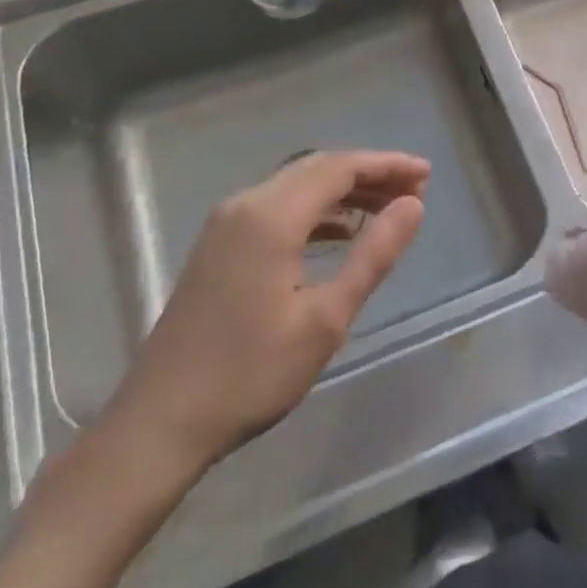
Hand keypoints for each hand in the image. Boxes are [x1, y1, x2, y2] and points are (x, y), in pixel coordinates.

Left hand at [101, 150, 429, 487]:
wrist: (160, 422)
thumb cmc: (250, 374)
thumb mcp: (326, 319)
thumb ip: (373, 255)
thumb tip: (413, 206)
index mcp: (270, 216)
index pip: (339, 167)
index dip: (386, 165)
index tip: (426, 173)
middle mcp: (245, 205)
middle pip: (317, 168)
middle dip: (369, 173)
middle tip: (415, 190)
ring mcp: (226, 224)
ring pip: (297, 187)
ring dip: (343, 191)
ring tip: (388, 208)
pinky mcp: (219, 246)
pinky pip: (278, 207)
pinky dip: (316, 210)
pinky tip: (342, 232)